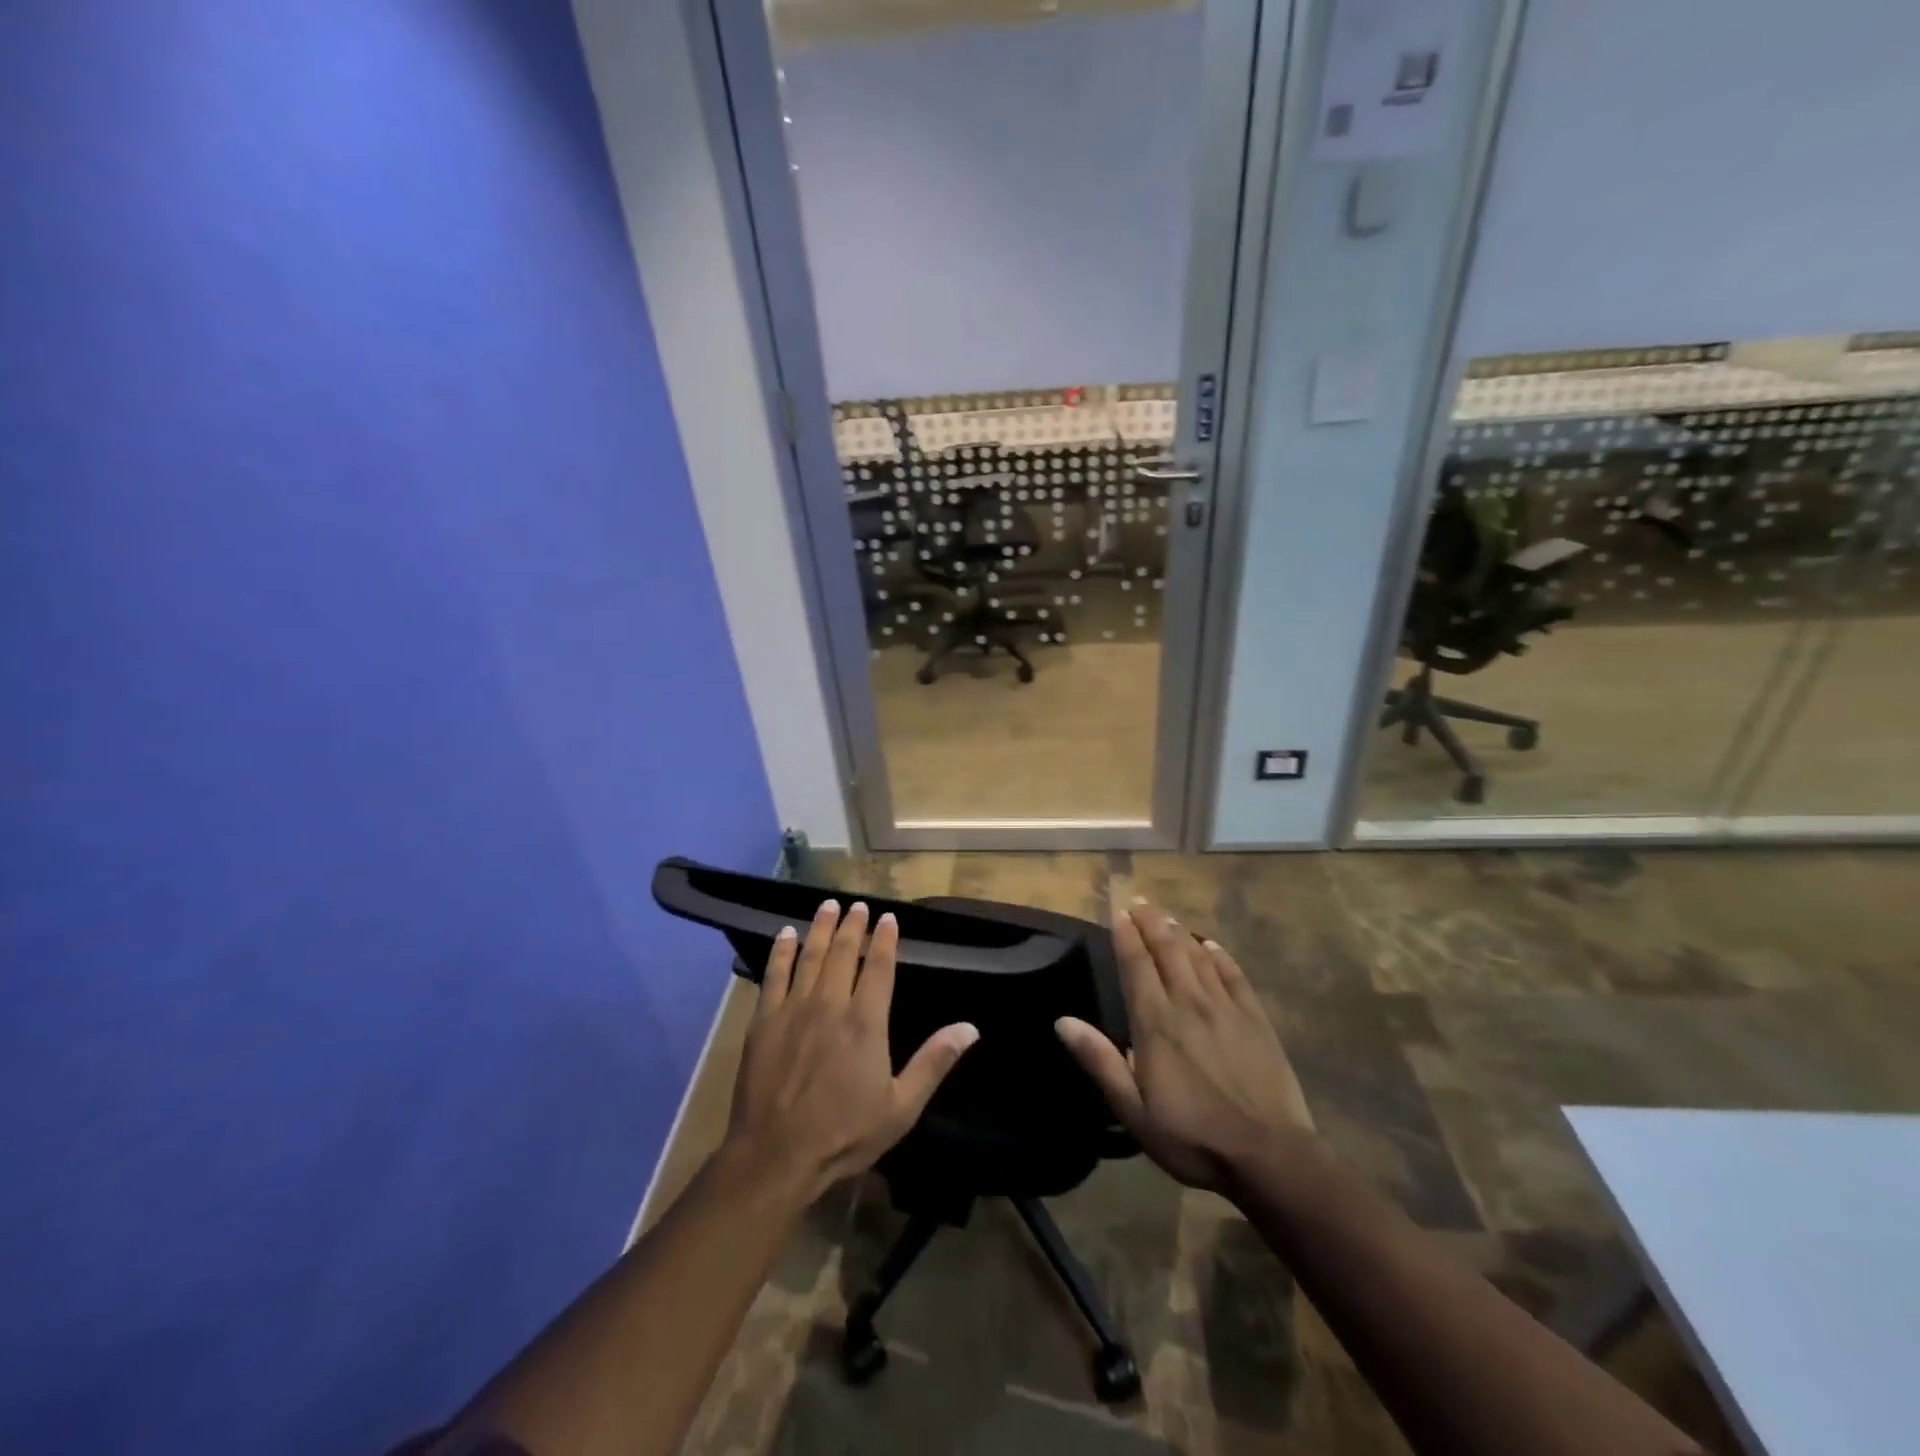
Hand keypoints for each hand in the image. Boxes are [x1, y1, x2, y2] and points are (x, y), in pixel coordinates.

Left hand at [723, 899, 979, 1203]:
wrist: (775, 1156)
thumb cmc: (844, 1134)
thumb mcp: (901, 1107)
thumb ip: (934, 1062)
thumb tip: (970, 1028)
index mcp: (866, 1021)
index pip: (879, 967)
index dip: (885, 939)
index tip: (888, 918)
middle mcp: (831, 1004)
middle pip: (843, 953)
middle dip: (852, 925)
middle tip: (858, 905)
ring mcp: (793, 1010)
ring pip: (809, 956)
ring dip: (820, 928)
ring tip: (828, 906)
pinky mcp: (764, 1021)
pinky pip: (773, 975)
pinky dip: (781, 952)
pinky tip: (786, 934)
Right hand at [1056, 900, 1312, 1191]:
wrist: (1269, 1155)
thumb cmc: (1192, 1136)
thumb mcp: (1133, 1110)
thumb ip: (1100, 1061)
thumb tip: (1063, 1022)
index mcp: (1156, 1023)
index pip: (1137, 965)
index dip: (1126, 936)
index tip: (1119, 913)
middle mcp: (1189, 1003)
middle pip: (1167, 950)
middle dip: (1151, 923)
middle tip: (1139, 902)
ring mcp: (1226, 1008)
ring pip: (1198, 957)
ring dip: (1179, 933)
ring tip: (1166, 916)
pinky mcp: (1256, 1019)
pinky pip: (1234, 975)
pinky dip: (1219, 956)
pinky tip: (1211, 946)